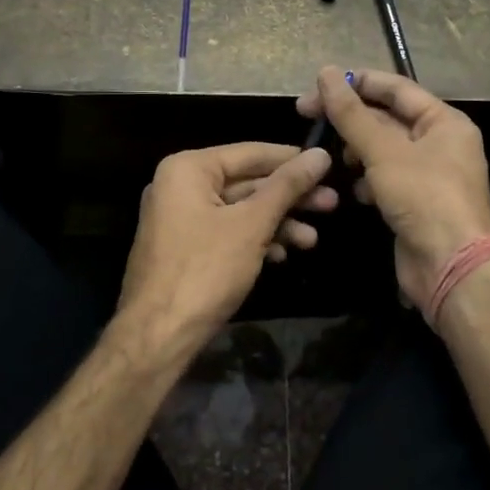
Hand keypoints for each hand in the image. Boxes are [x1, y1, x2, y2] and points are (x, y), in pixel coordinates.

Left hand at [118, 142, 335, 348]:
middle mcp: (179, 185)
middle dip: (288, 197)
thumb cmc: (205, 270)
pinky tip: (282, 254)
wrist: (157, 335)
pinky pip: (226, 231)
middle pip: (245, 182)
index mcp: (187, 168)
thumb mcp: (252, 224)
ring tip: (312, 240)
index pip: (250, 153)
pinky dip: (255, 239)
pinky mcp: (185, 247)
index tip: (329, 164)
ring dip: (277, 223)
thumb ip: (287, 186)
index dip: (291, 159)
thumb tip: (320, 154)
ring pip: (239, 210)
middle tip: (332, 204)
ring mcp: (179, 218)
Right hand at [297, 66, 489, 308]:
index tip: (318, 86)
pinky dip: (366, 180)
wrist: (451, 269)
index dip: (357, 83)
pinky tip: (352, 190)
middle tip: (306, 117)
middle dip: (350, 119)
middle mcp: (439, 142)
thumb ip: (352, 113)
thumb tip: (326, 72)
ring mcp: (427, 174)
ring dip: (355, 150)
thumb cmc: (424, 198)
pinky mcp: (415, 202)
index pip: (396, 88)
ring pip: (382, 149)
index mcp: (443, 121)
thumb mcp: (384, 151)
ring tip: (330, 156)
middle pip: (387, 117)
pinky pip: (384, 178)